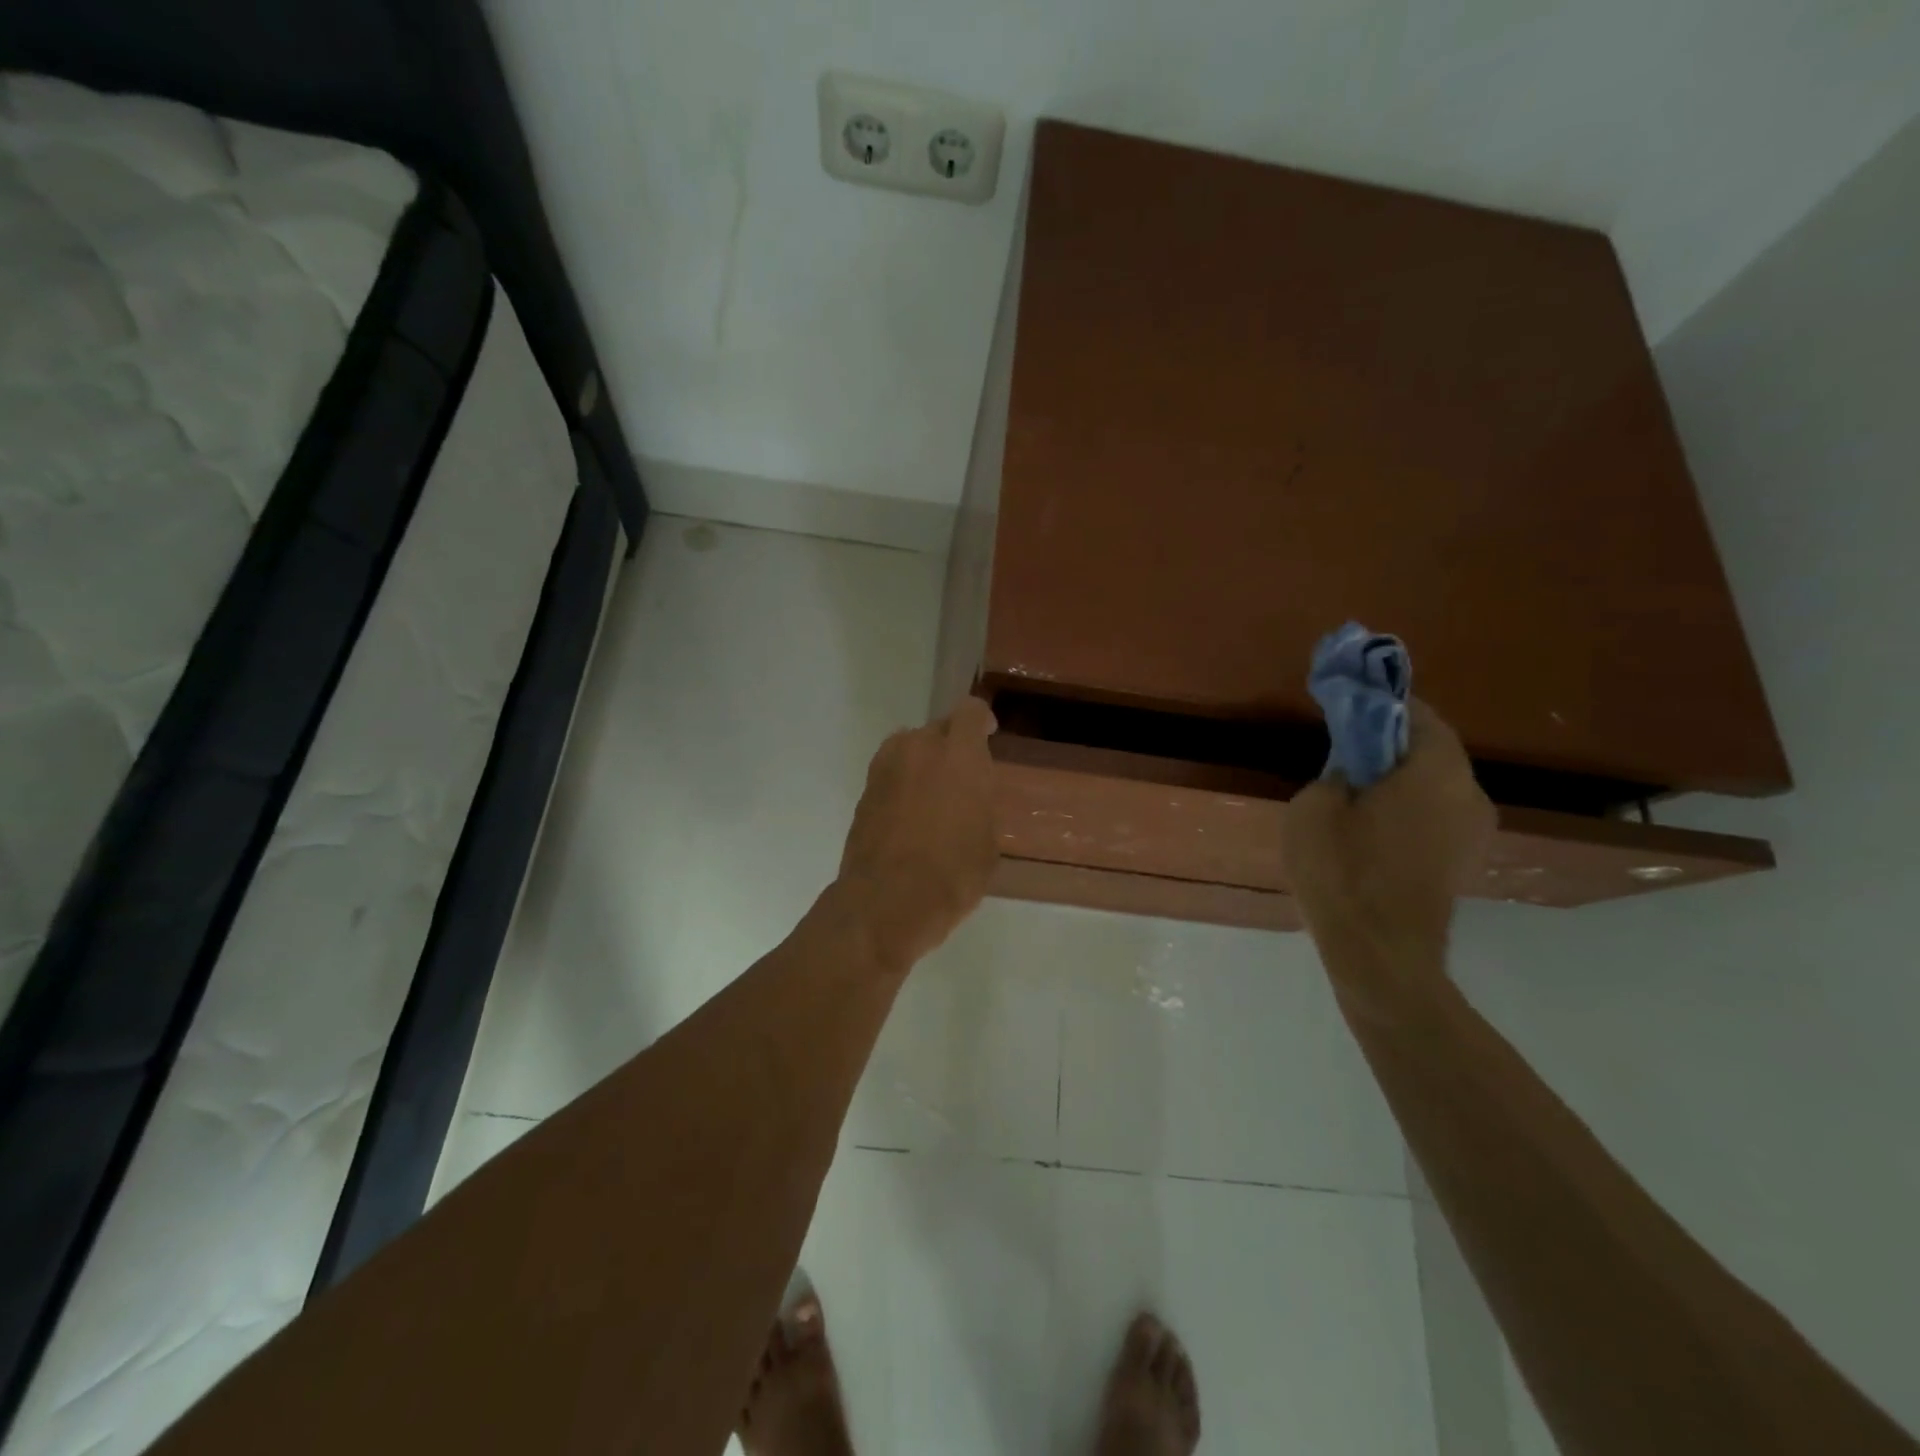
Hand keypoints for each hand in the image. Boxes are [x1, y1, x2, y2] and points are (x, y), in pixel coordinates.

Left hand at [835, 696, 999, 973]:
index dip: (981, 721)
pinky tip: (909, 816)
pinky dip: (901, 785)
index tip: (987, 734)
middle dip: (951, 746)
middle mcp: (918, 749)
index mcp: (959, 754)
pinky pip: (890, 775)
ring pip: (908, 749)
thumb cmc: (952, 873)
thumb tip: (970, 797)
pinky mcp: (863, 793)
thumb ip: (981, 804)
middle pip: (937, 729)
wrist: (887, 901)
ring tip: (932, 795)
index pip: (971, 713)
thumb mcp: (987, 842)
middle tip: (961, 776)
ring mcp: (884, 769)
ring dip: (922, 762)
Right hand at [1283, 700, 1494, 982]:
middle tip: (1345, 748)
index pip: (1419, 714)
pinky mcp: (1464, 862)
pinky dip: (1408, 808)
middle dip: (1389, 742)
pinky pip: (1436, 815)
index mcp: (1438, 770)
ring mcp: (1474, 832)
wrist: (1379, 953)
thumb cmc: (1343, 871)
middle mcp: (1471, 794)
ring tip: (1353, 790)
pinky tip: (1370, 826)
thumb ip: (1337, 772)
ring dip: (1399, 777)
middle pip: (1431, 749)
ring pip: (1435, 784)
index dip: (1382, 704)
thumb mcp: (1313, 808)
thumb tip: (1353, 770)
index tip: (1349, 705)